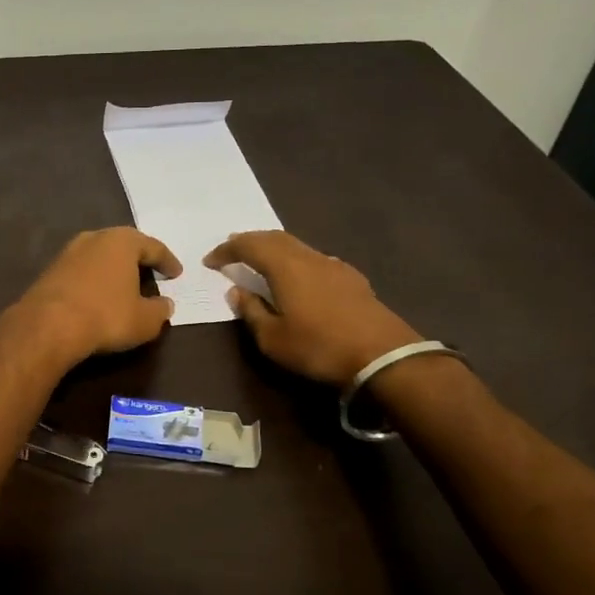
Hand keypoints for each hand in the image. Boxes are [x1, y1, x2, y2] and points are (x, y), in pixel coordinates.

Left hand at [10, 227, 180, 366]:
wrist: (48, 325)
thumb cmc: (106, 316)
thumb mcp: (145, 320)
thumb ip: (160, 310)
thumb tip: (165, 305)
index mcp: (122, 241)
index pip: (153, 247)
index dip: (167, 261)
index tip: (177, 273)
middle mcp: (94, 238)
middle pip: (123, 245)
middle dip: (138, 259)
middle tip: (151, 273)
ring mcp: (68, 252)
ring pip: (99, 256)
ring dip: (113, 269)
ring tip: (124, 284)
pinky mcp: (50, 270)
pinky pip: (82, 270)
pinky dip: (94, 280)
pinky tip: (98, 295)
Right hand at [203, 231, 420, 385]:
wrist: (384, 357)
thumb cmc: (319, 347)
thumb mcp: (273, 339)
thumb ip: (252, 312)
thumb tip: (236, 292)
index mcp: (285, 267)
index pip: (248, 245)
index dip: (226, 250)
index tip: (210, 261)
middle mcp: (308, 257)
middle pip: (274, 237)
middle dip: (249, 241)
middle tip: (232, 250)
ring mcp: (333, 265)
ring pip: (296, 245)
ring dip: (273, 248)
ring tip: (260, 260)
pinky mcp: (351, 278)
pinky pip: (313, 258)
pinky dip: (295, 259)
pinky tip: (297, 276)